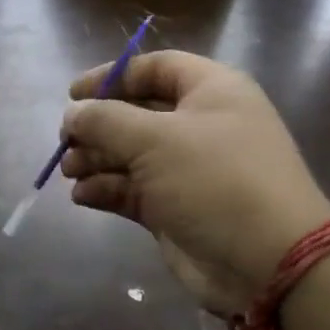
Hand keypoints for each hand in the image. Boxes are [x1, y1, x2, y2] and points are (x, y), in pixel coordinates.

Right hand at [59, 50, 329, 315]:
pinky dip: (105, 190)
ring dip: (95, 160)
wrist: (264, 261)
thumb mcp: (155, 139)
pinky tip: (82, 196)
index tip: (72, 95)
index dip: (112, 76)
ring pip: (129, 156)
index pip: (155, 69)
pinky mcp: (173, 209)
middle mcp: (199, 126)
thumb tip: (72, 113)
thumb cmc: (214, 181)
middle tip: (65, 142)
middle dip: (98, 126)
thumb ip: (106, 120)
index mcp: (210, 93)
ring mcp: (186, 171)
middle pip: (136, 114)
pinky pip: (131, 190)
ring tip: (68, 173)